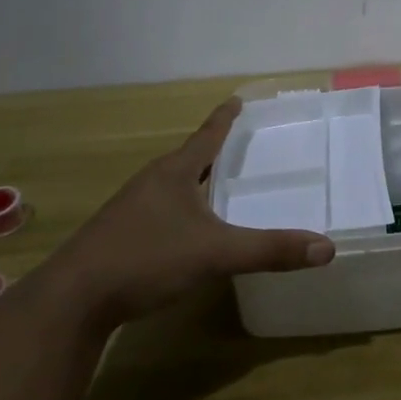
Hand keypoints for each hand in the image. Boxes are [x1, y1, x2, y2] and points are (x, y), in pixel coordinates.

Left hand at [44, 99, 333, 323]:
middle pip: (188, 159)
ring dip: (196, 183)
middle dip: (214, 152)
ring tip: (220, 187)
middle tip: (242, 147)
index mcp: (173, 173)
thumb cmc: (146, 259)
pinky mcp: (119, 236)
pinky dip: (183, 211)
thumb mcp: (215, 254)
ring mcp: (131, 210)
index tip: (237, 99)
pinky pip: (161, 212)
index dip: (224, 119)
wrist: (72, 300)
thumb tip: (327, 248)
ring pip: (172, 187)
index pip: (206, 136)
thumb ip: (270, 250)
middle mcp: (151, 183)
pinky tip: (190, 231)